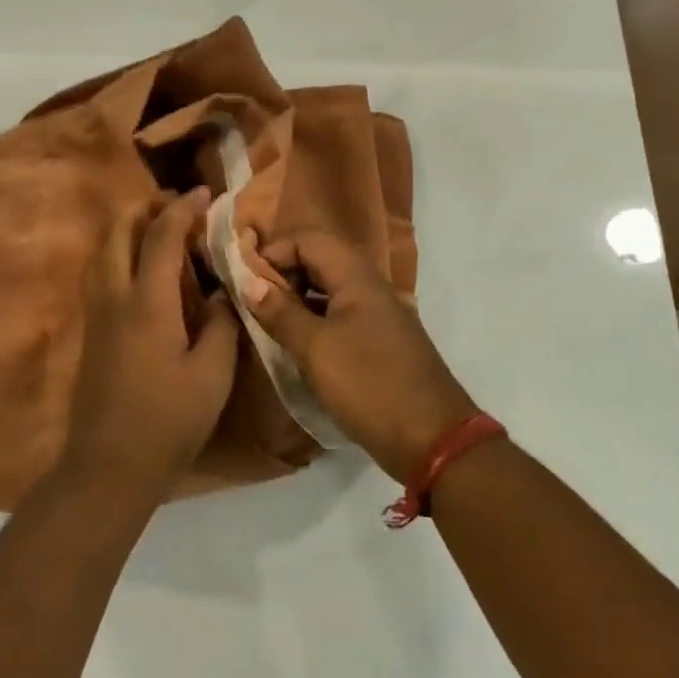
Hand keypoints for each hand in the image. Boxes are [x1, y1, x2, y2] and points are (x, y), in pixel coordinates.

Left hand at [59, 189, 241, 502]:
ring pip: (103, 250)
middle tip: (177, 206)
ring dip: (128, 228)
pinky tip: (141, 269)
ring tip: (159, 229)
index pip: (160, 236)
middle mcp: (113, 296)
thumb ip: (222, 324)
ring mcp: (96, 313)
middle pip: (117, 230)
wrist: (108, 464)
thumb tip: (225, 291)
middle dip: (145, 207)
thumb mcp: (212, 374)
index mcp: (146, 302)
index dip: (183, 209)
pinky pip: (101, 273)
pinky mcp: (91, 331)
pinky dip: (119, 253)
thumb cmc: (168, 420)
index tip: (205, 193)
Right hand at [241, 228, 477, 484]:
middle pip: (319, 259)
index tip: (246, 280)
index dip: (274, 251)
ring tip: (267, 320)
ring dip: (296, 296)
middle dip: (283, 272)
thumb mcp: (315, 349)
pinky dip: (314, 318)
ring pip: (328, 288)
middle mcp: (369, 286)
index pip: (308, 239)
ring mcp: (377, 313)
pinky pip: (339, 313)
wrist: (432, 438)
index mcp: (357, 277)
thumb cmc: (369, 386)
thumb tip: (250, 282)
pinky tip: (295, 342)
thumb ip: (281, 312)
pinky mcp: (379, 340)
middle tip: (254, 301)